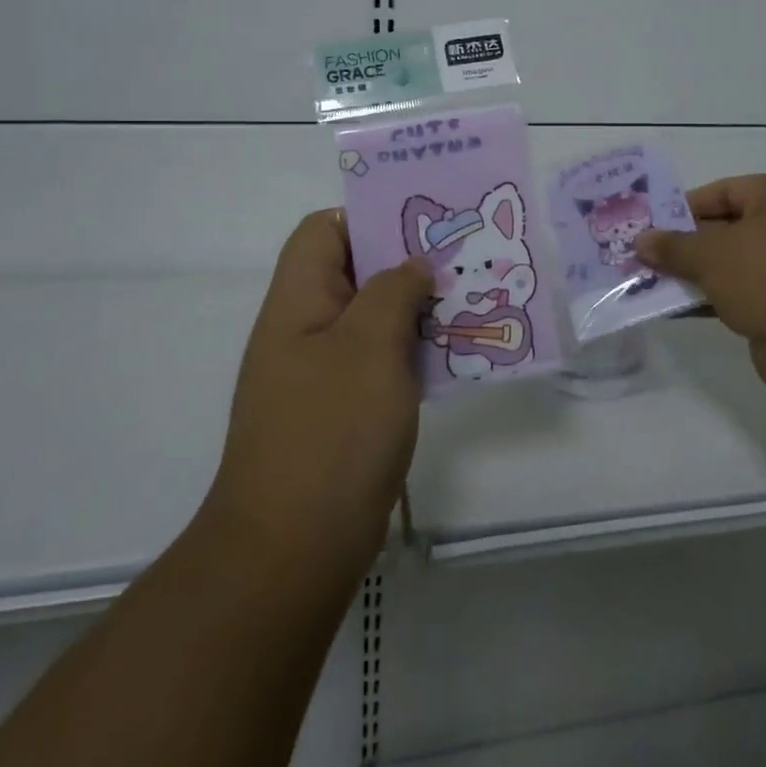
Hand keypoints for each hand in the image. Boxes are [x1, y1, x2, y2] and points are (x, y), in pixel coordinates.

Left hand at [200, 210, 430, 586]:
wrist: (294, 548)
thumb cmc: (331, 433)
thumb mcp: (369, 347)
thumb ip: (394, 291)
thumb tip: (413, 266)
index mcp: (298, 303)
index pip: (323, 231)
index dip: (368, 217)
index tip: (423, 225)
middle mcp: (305, 331)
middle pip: (354, 273)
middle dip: (407, 262)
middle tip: (462, 261)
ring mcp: (322, 375)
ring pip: (374, 320)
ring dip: (417, 310)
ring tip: (471, 303)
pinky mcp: (343, 412)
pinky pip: (381, 363)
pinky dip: (414, 352)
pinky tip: (456, 357)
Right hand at [636, 175, 765, 396]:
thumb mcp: (711, 255)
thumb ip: (673, 246)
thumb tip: (641, 240)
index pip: (722, 191)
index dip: (683, 206)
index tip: (651, 225)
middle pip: (725, 227)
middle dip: (685, 243)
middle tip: (645, 254)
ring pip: (731, 262)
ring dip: (694, 273)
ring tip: (651, 281)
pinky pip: (740, 290)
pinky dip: (712, 296)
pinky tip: (677, 307)